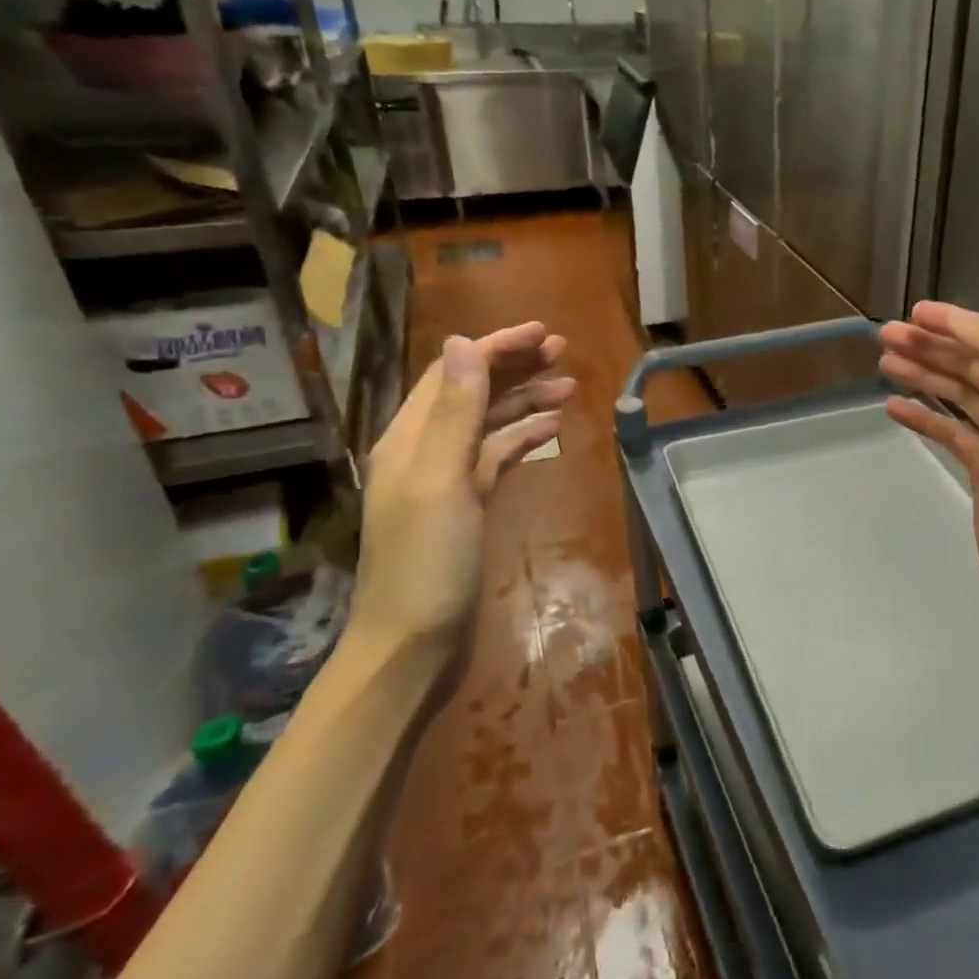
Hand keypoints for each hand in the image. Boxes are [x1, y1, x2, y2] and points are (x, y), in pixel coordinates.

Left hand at [351, 325, 574, 664]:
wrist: (413, 645)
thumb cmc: (426, 563)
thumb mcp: (440, 480)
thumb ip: (454, 412)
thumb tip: (462, 343)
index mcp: (410, 438)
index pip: (454, 374)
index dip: (496, 348)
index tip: (542, 333)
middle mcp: (425, 450)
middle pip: (473, 393)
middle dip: (514, 367)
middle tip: (563, 351)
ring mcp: (447, 480)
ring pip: (489, 424)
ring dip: (524, 400)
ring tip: (569, 386)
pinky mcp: (468, 506)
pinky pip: (497, 457)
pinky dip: (523, 438)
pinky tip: (551, 430)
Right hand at [880, 302, 978, 625]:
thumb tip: (959, 324)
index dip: (951, 321)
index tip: (911, 313)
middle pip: (970, 362)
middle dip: (929, 347)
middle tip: (884, 337)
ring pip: (957, 393)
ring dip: (922, 375)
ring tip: (884, 364)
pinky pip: (949, 429)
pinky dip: (923, 416)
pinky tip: (894, 407)